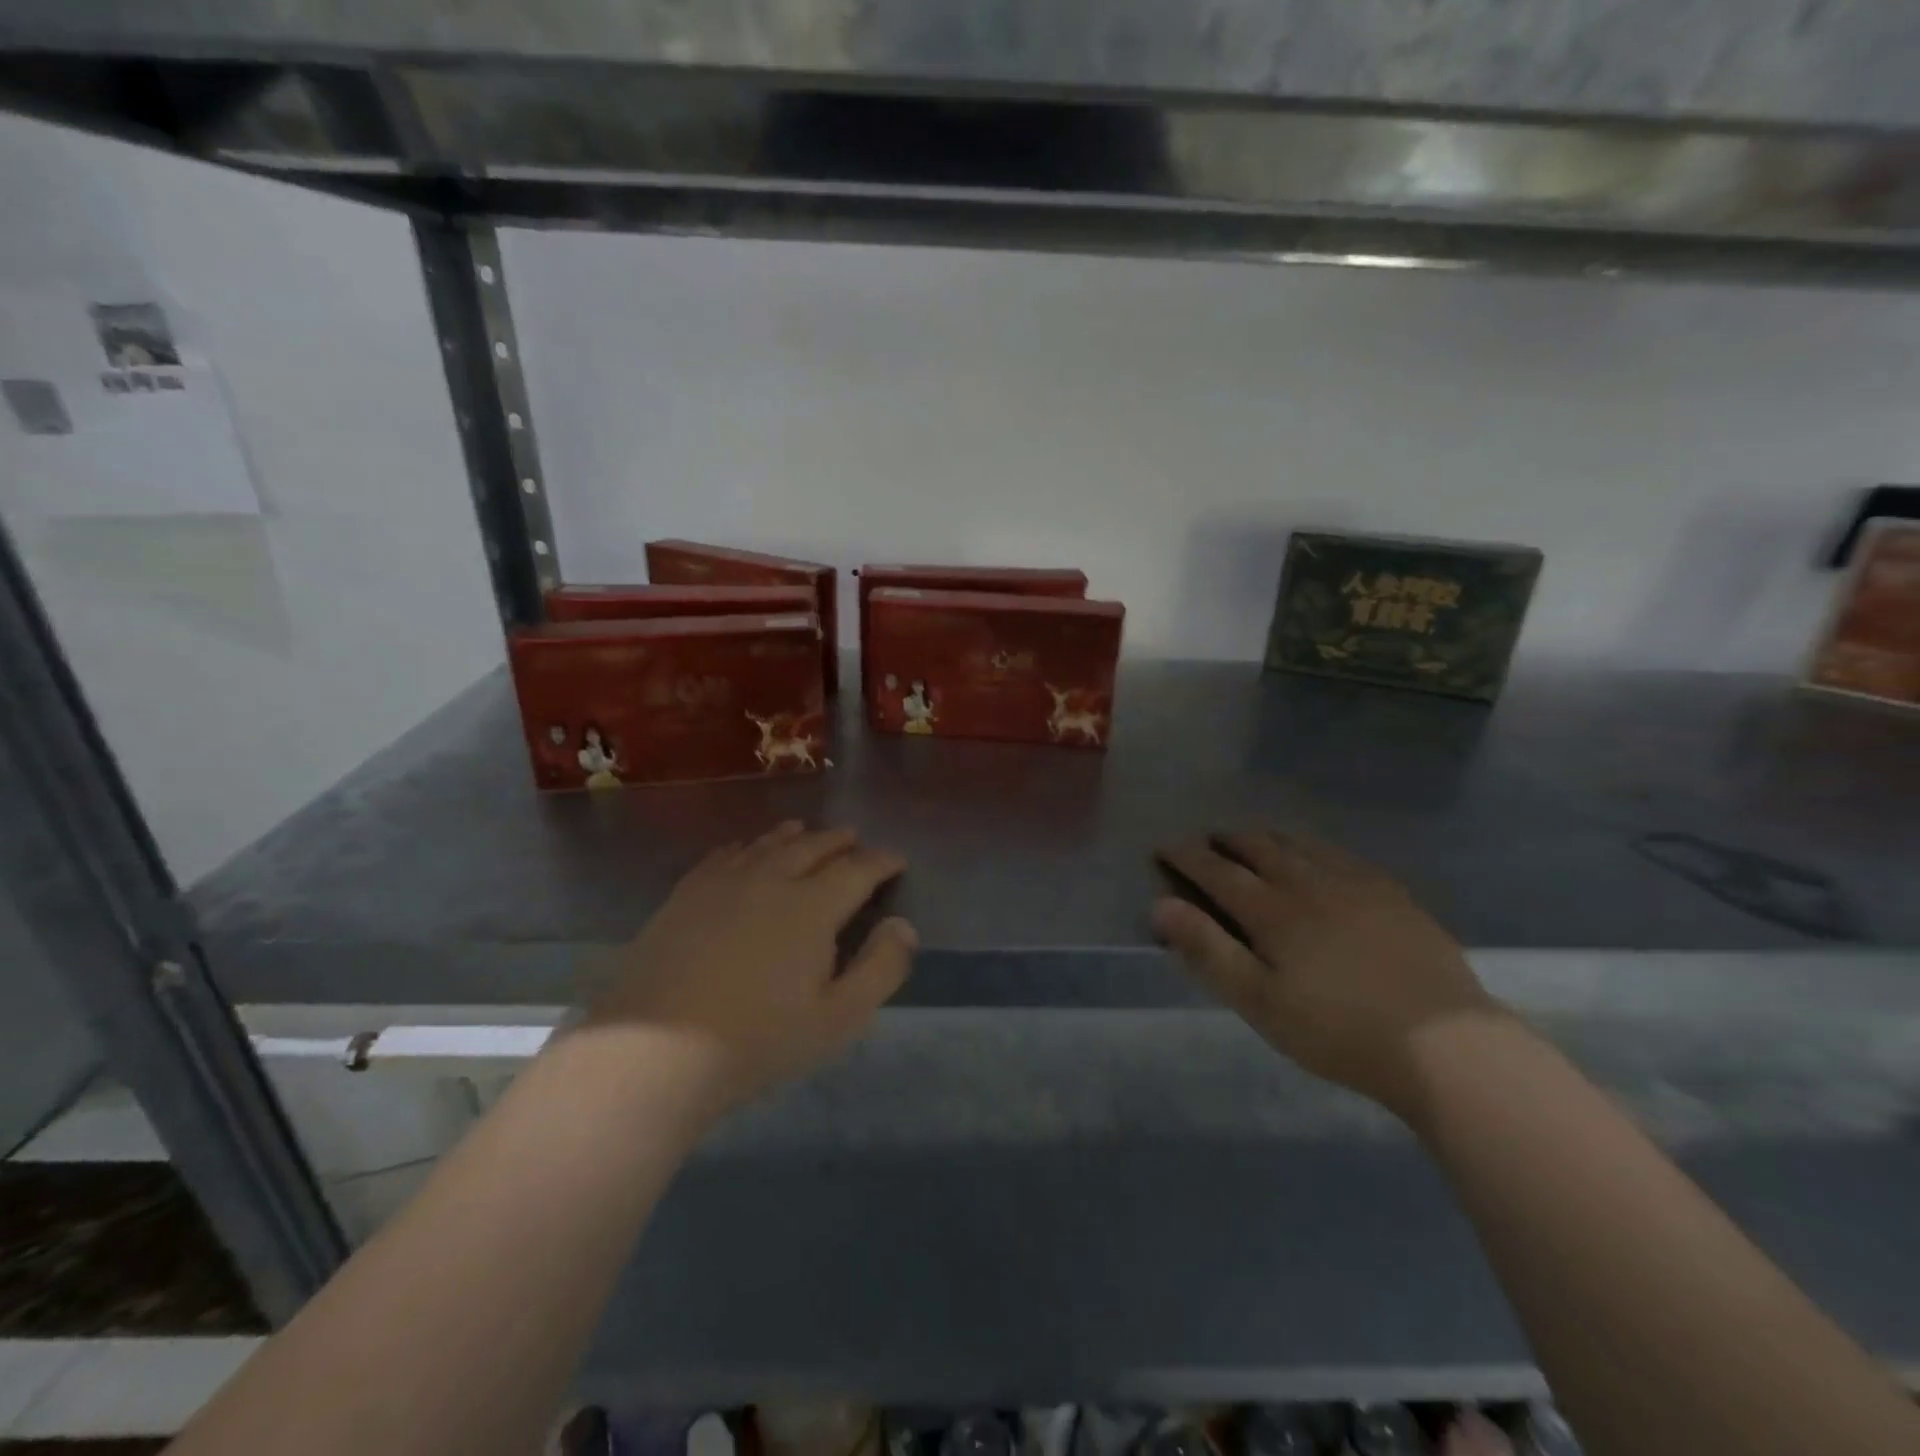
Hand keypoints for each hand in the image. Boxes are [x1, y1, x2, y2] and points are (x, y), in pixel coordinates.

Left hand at [587, 822, 915, 1119]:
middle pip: (813, 847)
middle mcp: (772, 879)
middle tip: (855, 839)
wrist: (656, 1052)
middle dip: (840, 840)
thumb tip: (903, 925)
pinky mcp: (686, 894)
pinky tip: (744, 850)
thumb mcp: (839, 1018)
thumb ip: (881, 968)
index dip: (882, 861)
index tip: (897, 859)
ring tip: (806, 830)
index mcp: (813, 906)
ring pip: (767, 845)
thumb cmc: (759, 1040)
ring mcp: (723, 882)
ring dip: (794, 836)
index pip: (858, 869)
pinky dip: (745, 847)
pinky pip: (724, 856)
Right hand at [1153, 830, 1494, 1115]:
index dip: (1186, 856)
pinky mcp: (1393, 895)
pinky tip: (1319, 860)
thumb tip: (1159, 906)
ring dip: (1269, 839)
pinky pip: (1342, 856)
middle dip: (1226, 840)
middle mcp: (1309, 883)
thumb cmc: (1337, 1030)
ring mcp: (1356, 884)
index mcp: (1272, 910)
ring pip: (1301, 845)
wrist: (1445, 1045)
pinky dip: (1314, 849)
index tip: (1164, 847)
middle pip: (1259, 847)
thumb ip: (1207, 950)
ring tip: (1256, 842)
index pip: (1216, 870)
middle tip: (1209, 841)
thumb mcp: (1259, 1001)